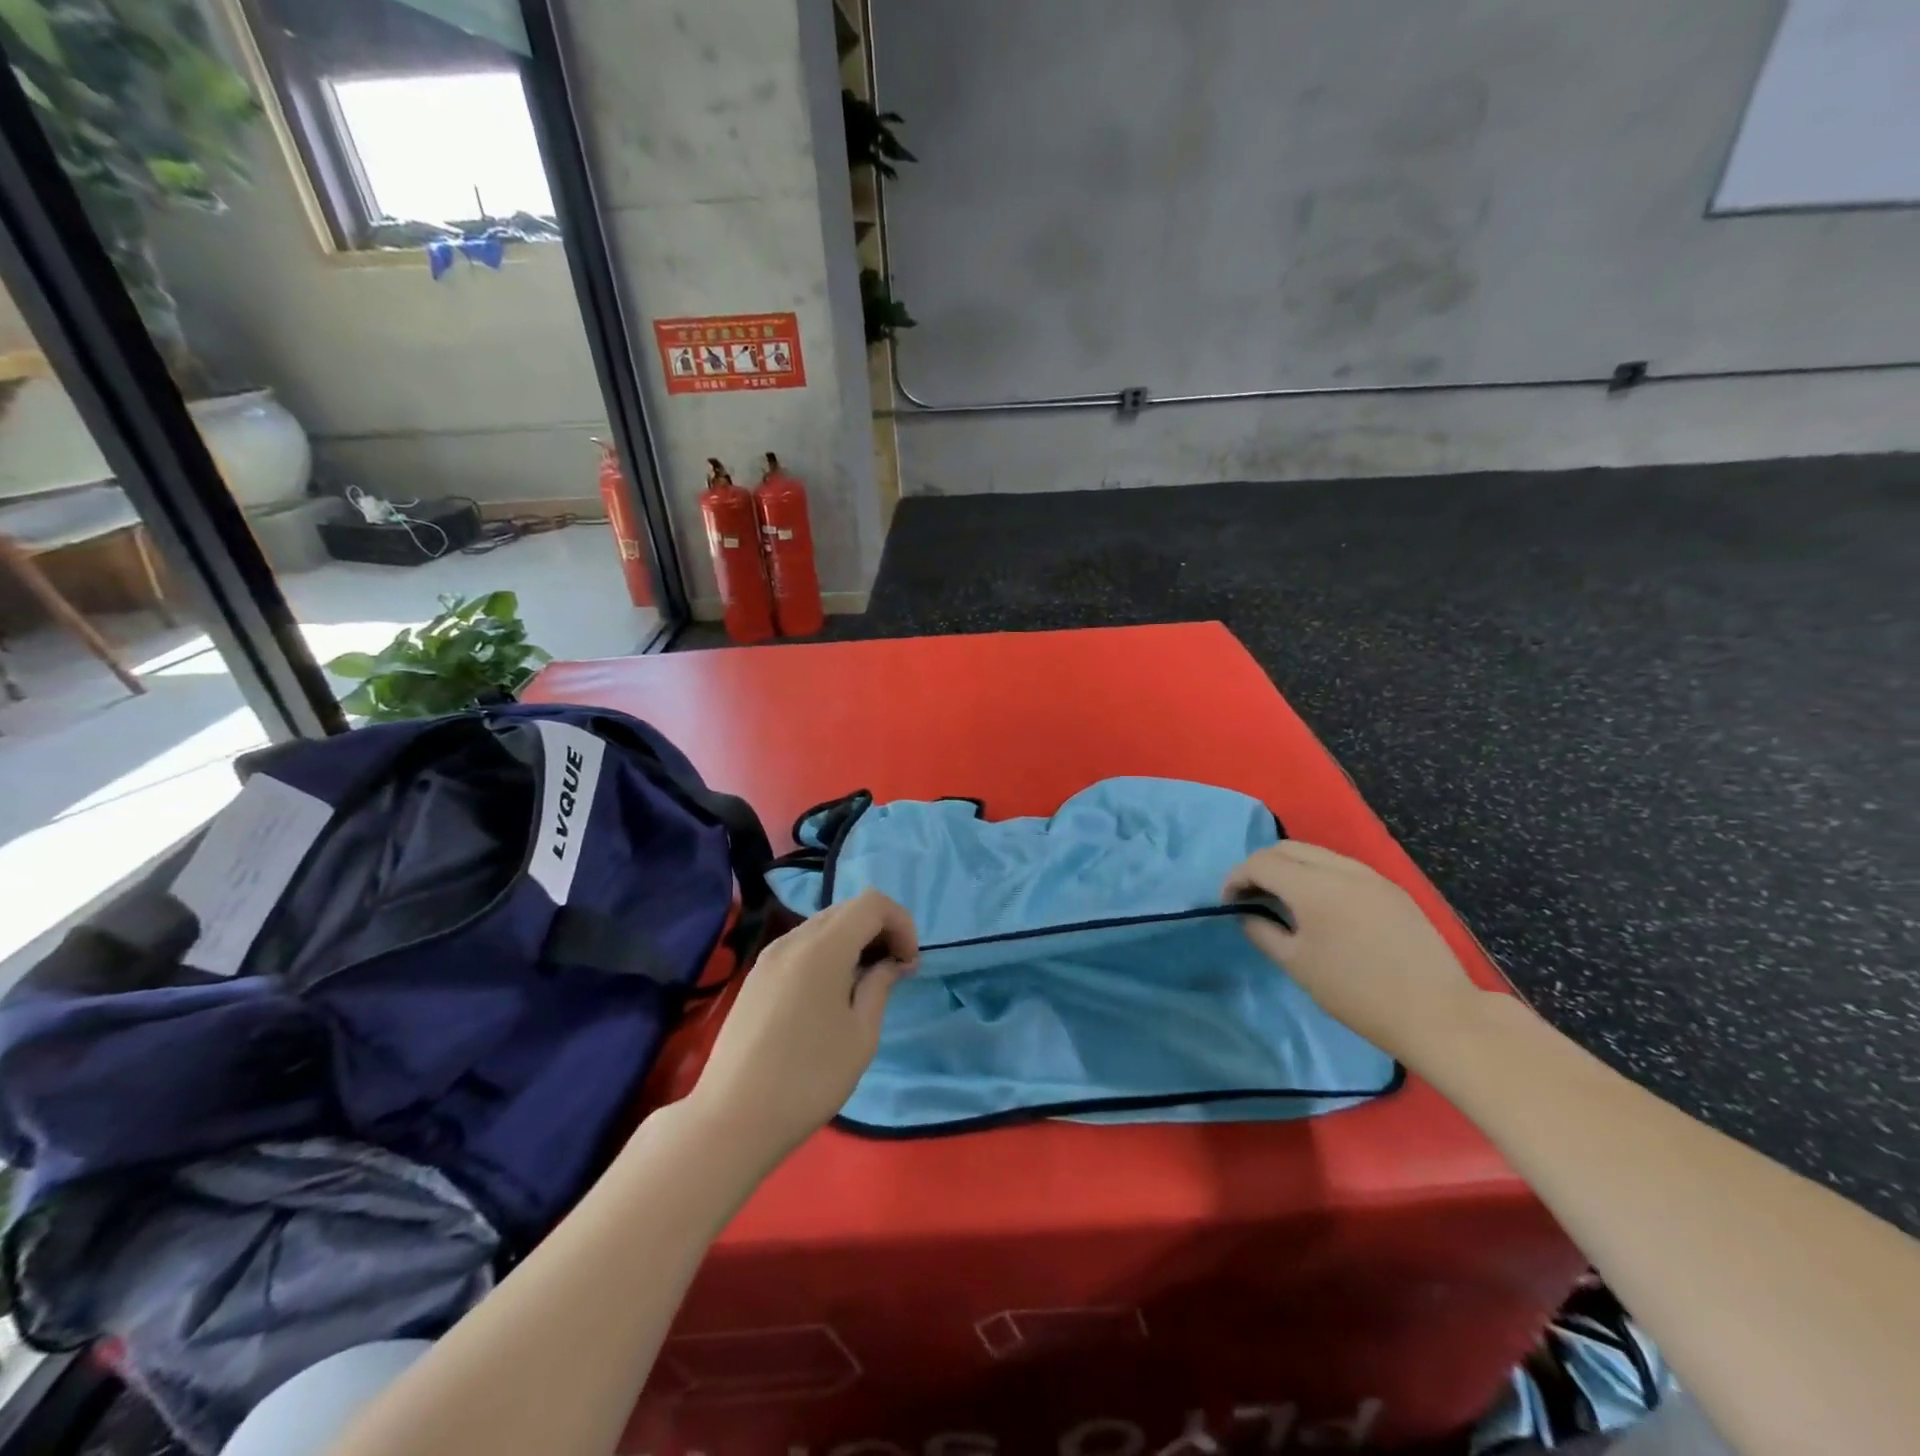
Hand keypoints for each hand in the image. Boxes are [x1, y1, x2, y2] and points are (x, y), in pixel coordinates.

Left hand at [685, 888, 917, 1164]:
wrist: (732, 1118)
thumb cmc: (808, 1078)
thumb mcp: (861, 1036)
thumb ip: (880, 985)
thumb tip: (892, 962)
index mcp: (823, 947)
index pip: (872, 903)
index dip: (900, 922)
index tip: (909, 962)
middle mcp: (794, 939)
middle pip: (847, 908)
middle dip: (880, 929)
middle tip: (895, 970)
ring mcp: (770, 956)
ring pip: (823, 925)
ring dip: (854, 940)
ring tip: (866, 983)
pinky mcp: (757, 976)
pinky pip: (802, 945)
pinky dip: (828, 952)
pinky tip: (833, 992)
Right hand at [1224, 841, 1484, 1063]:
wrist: (1438, 1015)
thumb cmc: (1358, 994)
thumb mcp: (1298, 966)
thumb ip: (1263, 932)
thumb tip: (1248, 915)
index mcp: (1314, 886)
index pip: (1261, 863)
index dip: (1236, 878)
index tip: (1228, 902)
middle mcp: (1342, 869)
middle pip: (1287, 849)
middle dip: (1260, 867)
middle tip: (1250, 896)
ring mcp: (1371, 876)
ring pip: (1316, 853)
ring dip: (1290, 868)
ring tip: (1282, 899)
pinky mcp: (1391, 889)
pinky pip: (1342, 867)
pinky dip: (1318, 875)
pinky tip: (1320, 906)